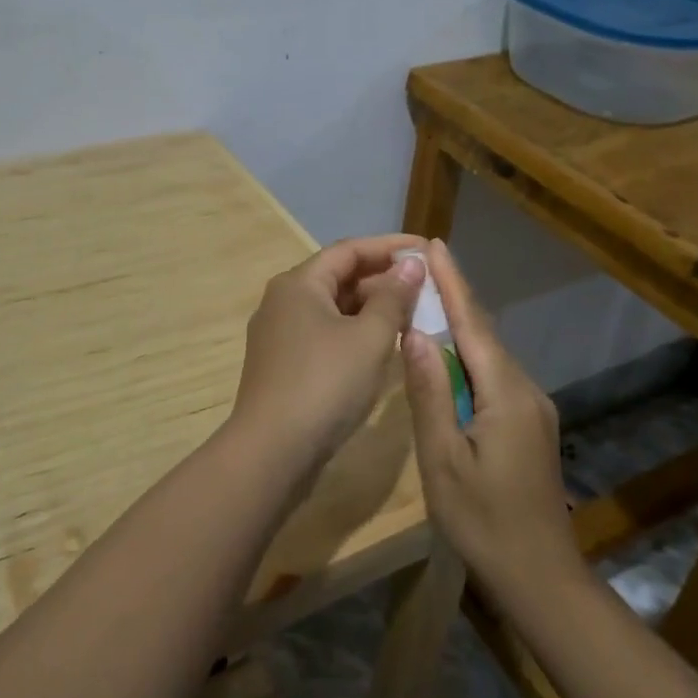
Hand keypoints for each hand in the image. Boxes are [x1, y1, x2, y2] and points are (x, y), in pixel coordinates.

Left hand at [230, 235, 426, 467]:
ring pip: (333, 308)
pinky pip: (325, 334)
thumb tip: (411, 264)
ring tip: (412, 314)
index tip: (426, 248)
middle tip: (425, 286)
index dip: (390, 246)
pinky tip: (382, 346)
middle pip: (339, 277)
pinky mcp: (284, 365)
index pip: (349, 250)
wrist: (272, 451)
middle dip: (383, 279)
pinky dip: (355, 332)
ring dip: (371, 308)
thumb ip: (393, 297)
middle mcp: (283, 301)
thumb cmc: (325, 384)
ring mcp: (280, 334)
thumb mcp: (369, 338)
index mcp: (299, 284)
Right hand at [399, 240, 578, 592]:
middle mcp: (526, 391)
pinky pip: (495, 377)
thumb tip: (415, 333)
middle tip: (422, 267)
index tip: (434, 245)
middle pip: (484, 333)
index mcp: (505, 394)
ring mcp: (533, 410)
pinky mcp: (530, 427)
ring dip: (461, 326)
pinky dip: (469, 357)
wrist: (542, 579)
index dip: (453, 283)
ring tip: (427, 301)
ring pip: (491, 355)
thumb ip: (429, 394)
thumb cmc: (484, 522)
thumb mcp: (442, 460)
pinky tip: (448, 357)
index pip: (473, 324)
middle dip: (455, 297)